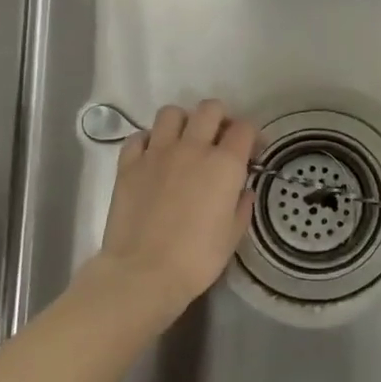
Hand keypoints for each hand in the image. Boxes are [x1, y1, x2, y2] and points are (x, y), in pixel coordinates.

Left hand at [91, 100, 257, 313]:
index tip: (251, 152)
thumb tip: (243, 190)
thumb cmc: (197, 259)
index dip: (251, 136)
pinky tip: (152, 157)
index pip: (244, 128)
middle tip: (218, 140)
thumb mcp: (233, 235)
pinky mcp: (128, 164)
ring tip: (183, 142)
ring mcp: (157, 152)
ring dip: (182, 122)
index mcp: (224, 164)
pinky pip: (139, 137)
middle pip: (210, 109)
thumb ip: (242, 206)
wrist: (143, 272)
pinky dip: (148, 141)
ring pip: (171, 113)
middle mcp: (192, 148)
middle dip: (219, 119)